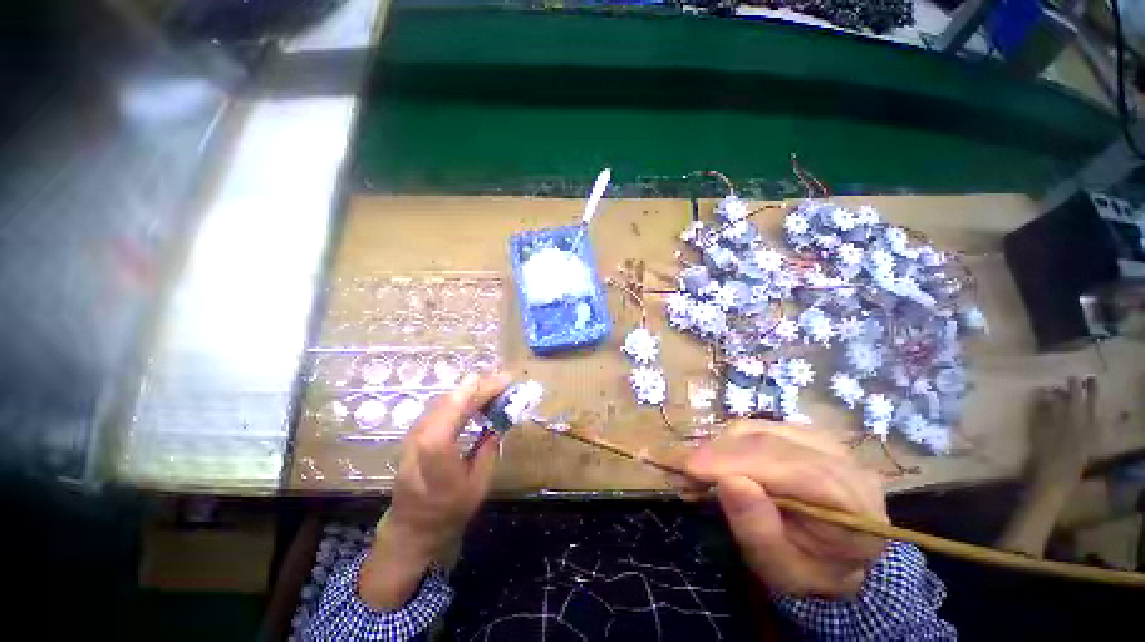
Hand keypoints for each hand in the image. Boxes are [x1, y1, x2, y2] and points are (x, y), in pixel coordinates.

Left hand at [360, 371, 509, 609]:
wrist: (413, 526)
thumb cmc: (449, 509)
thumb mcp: (479, 482)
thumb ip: (489, 447)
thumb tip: (500, 421)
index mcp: (436, 446)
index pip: (460, 404)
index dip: (483, 388)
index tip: (506, 380)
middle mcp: (421, 432)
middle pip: (453, 397)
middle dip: (480, 386)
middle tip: (504, 382)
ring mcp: (415, 431)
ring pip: (445, 398)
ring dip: (471, 391)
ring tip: (494, 389)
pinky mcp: (415, 432)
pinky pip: (441, 406)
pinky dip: (460, 399)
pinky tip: (475, 402)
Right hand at [681, 422, 887, 597]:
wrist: (832, 553)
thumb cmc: (809, 568)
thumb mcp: (783, 568)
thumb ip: (759, 529)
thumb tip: (728, 482)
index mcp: (855, 505)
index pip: (797, 471)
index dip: (740, 463)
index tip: (691, 469)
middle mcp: (843, 461)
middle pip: (772, 443)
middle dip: (721, 454)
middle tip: (685, 472)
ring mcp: (820, 440)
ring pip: (759, 428)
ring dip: (721, 446)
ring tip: (700, 471)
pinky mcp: (797, 432)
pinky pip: (754, 426)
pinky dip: (727, 442)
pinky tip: (717, 461)